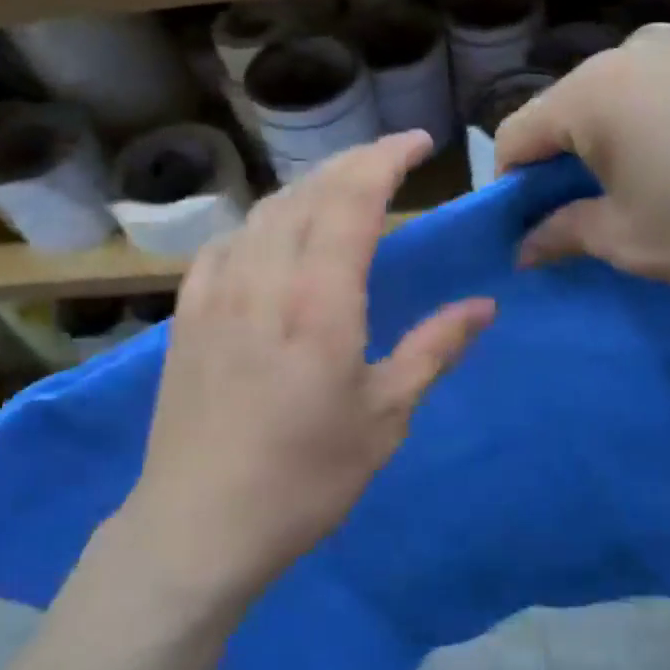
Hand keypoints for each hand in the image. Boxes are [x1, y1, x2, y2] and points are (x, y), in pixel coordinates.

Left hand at [122, 131, 495, 604]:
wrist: (198, 525)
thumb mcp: (385, 419)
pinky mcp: (187, 313)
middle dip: (353, 163)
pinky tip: (272, 238)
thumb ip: (434, 350)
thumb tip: (483, 307)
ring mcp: (216, 292)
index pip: (353, 200)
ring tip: (340, 193)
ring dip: (309, 189)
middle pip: (309, 193)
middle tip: (390, 160)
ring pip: (265, 212)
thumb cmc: (305, 479)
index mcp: (320, 302)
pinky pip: (227, 243)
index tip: (418, 143)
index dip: (386, 159)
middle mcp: (264, 279)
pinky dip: (261, 224)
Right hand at [495, 26, 669, 311]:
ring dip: (607, 144)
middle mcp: (635, 50)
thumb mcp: (627, 240)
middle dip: (559, 162)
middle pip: (566, 110)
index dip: (509, 185)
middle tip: (578, 215)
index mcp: (595, 90)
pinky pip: (663, 90)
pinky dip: (651, 127)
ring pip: (616, 97)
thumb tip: (524, 247)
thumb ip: (561, 233)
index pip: (516, 133)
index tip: (524, 227)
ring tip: (636, 193)